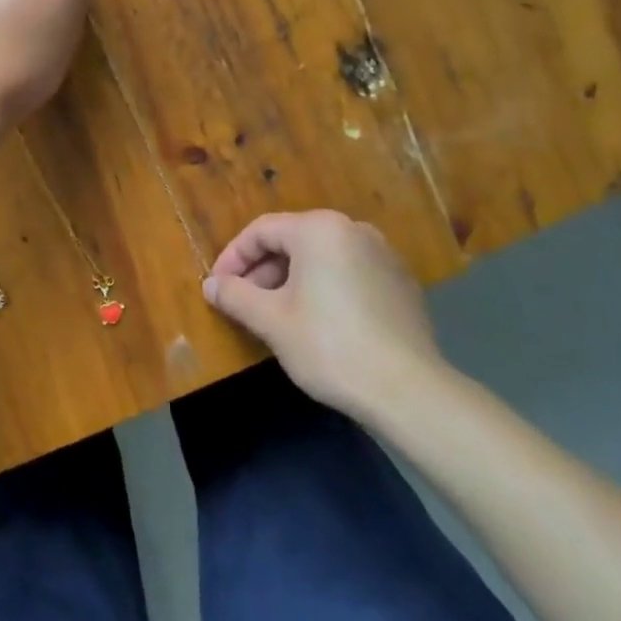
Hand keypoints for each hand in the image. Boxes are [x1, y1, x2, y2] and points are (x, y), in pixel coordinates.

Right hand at [204, 210, 451, 423]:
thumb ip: (235, 296)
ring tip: (276, 315)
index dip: (232, 258)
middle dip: (262, 271)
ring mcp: (383, 254)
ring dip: (291, 280)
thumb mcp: (271, 321)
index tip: (217, 287)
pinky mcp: (401, 282)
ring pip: (321, 258)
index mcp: (319, 229)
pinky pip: (349, 273)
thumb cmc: (330, 346)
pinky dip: (324, 288)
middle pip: (292, 241)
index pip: (261, 231)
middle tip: (244, 303)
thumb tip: (211, 285)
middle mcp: (353, 230)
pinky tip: (318, 323)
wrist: (409, 390)